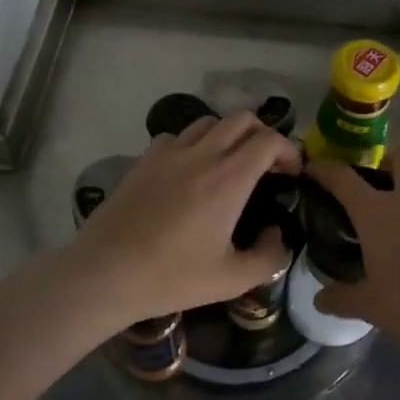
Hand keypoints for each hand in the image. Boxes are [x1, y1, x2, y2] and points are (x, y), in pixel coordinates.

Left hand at [71, 112, 302, 328]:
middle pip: (242, 119)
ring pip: (209, 122)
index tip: (293, 173)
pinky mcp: (144, 160)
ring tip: (230, 163)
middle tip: (267, 164)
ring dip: (229, 135)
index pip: (268, 140)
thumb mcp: (232, 280)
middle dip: (263, 134)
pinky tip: (190, 170)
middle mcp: (202, 155)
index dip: (289, 150)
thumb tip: (278, 235)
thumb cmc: (172, 277)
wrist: (106, 272)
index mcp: (228, 179)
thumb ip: (269, 257)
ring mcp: (169, 153)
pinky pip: (178, 136)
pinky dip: (194, 143)